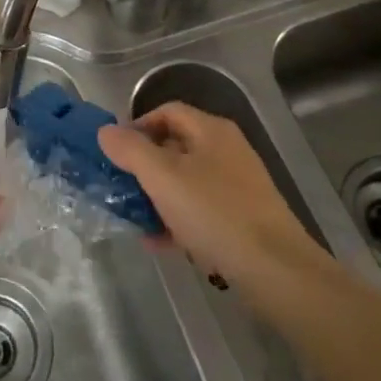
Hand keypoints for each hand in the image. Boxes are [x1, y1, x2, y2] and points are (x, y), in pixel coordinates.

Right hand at [98, 104, 324, 289]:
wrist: (275, 269)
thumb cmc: (214, 212)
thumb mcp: (163, 177)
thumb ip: (130, 150)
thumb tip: (106, 131)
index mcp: (211, 130)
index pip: (166, 111)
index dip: (137, 126)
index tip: (115, 153)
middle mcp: (226, 150)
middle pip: (175, 146)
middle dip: (144, 166)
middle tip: (120, 187)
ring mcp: (238, 185)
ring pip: (186, 181)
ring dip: (157, 196)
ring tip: (134, 218)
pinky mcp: (243, 217)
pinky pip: (201, 209)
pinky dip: (178, 219)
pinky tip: (159, 242)